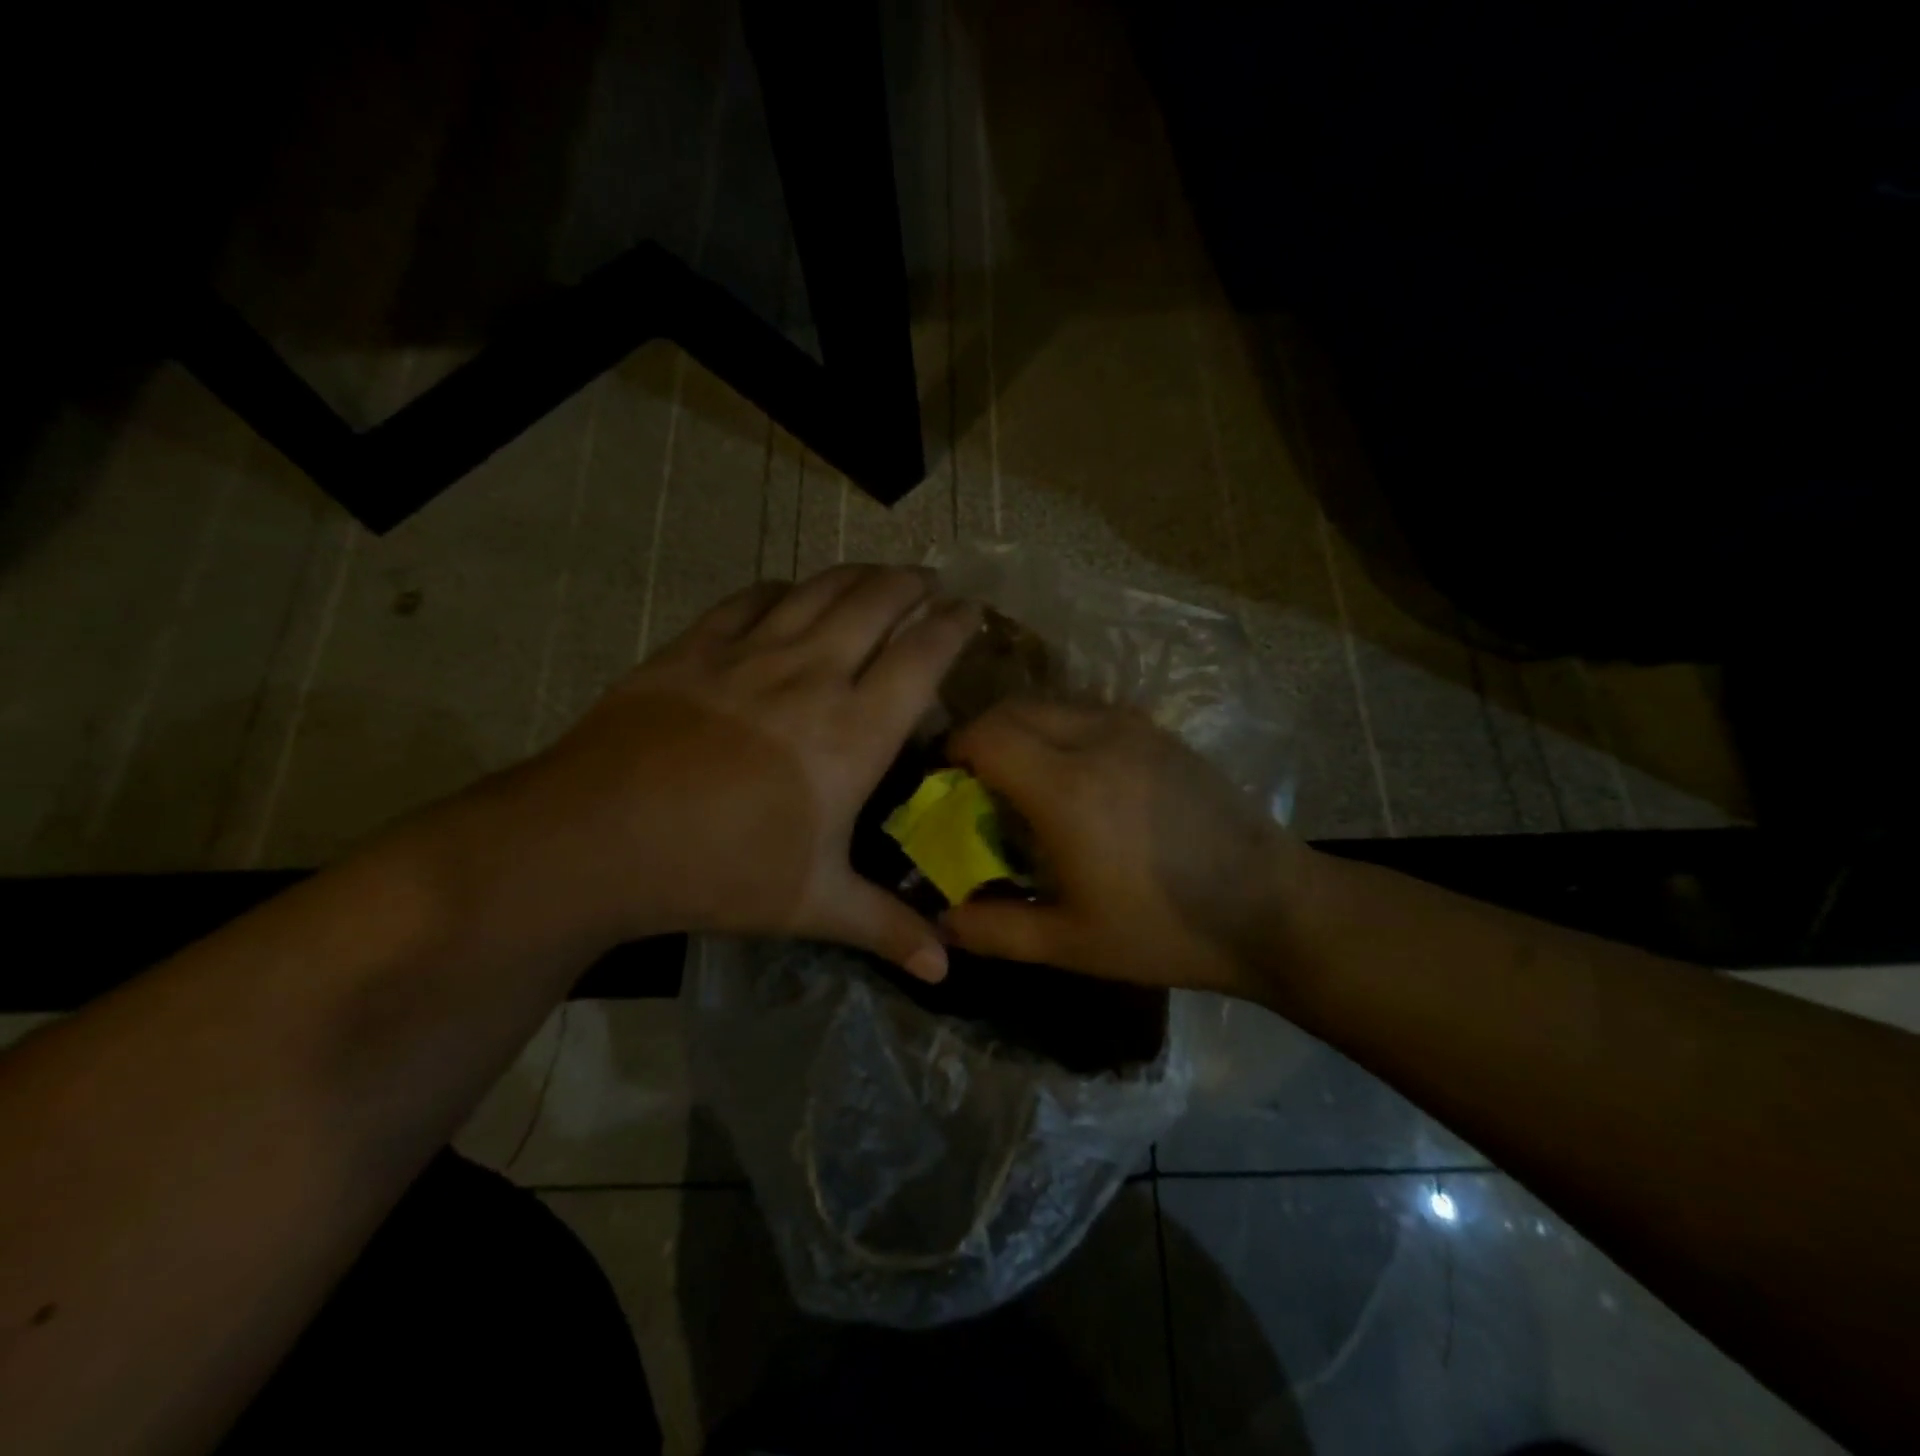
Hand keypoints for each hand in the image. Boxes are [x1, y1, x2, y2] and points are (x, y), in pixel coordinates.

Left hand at [472, 566, 977, 979]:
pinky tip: (788, 594)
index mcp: (854, 732)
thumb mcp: (813, 905)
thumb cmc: (720, 871)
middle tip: (928, 579)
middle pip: (876, 603)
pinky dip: (783, 589)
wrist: (599, 838)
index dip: (953, 625)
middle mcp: (813, 675)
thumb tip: (945, 968)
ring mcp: (751, 653)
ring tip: (877, 575)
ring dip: (857, 575)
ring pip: (819, 590)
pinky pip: (752, 599)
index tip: (971, 610)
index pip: (922, 656)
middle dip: (911, 583)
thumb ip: (886, 927)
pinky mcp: (696, 647)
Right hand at [942, 701, 1305, 996]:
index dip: (955, 750)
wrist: (1270, 908)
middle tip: (977, 781)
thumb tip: (942, 922)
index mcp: (1066, 788)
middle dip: (983, 735)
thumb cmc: (1164, 929)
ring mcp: (1135, 730)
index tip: (945, 781)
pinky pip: (1090, 711)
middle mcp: (1096, 740)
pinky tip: (1076, 774)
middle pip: (1015, 708)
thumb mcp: (1071, 944)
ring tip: (1024, 776)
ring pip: (1054, 703)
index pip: (987, 735)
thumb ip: (996, 931)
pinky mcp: (1161, 734)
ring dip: (1024, 728)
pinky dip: (1062, 728)